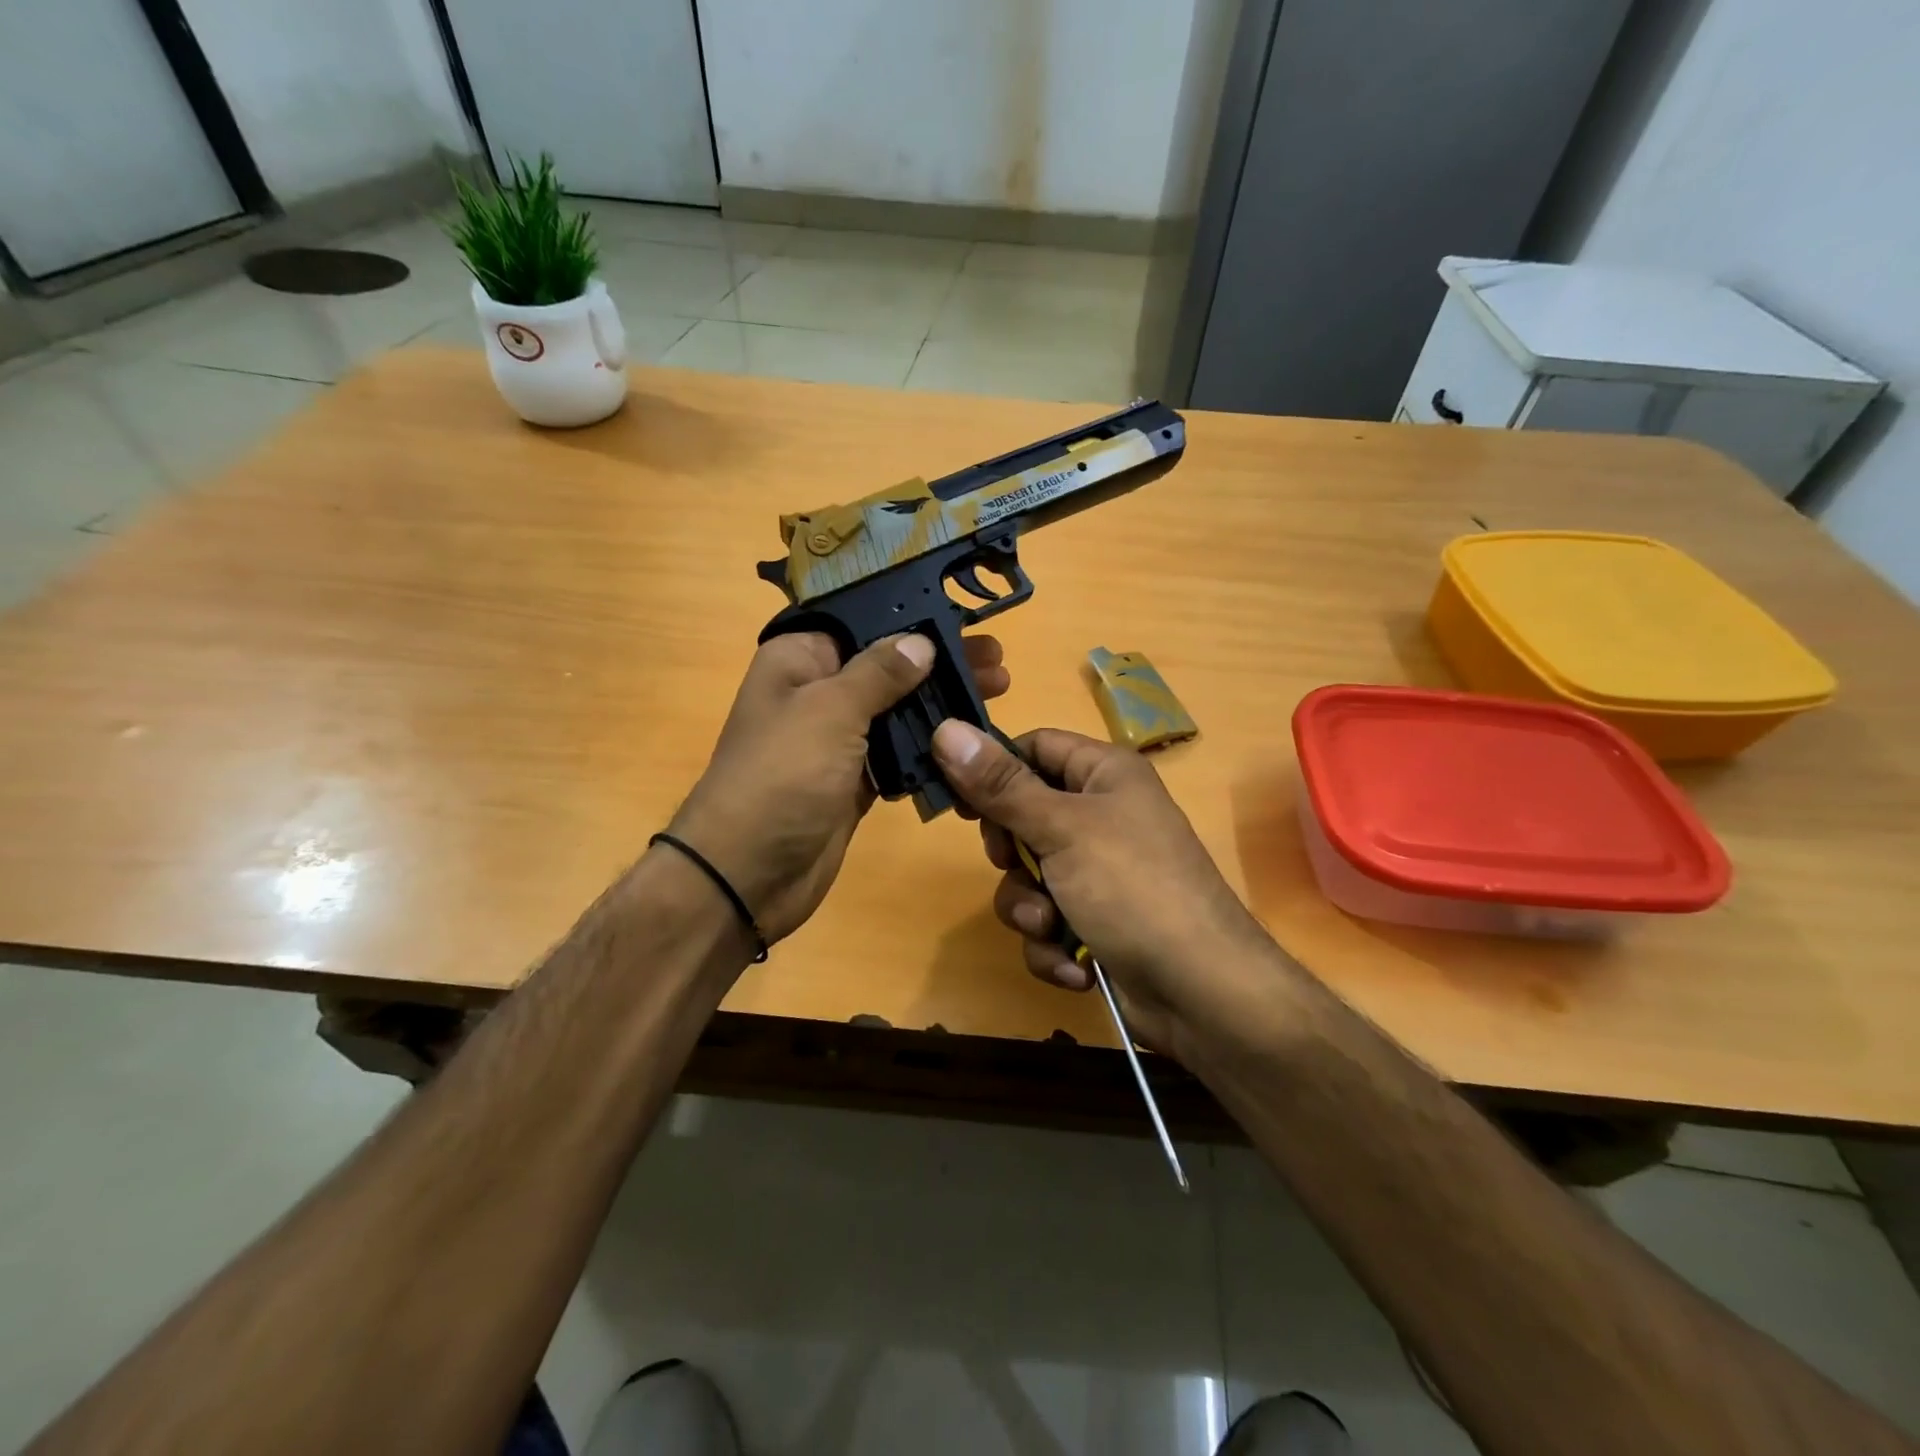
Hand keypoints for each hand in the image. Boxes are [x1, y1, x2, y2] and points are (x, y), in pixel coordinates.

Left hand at [669, 632, 1008, 943]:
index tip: (960, 615)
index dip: (908, 615)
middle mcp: (818, 692)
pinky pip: (899, 754)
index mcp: (799, 659)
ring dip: (941, 703)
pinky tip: (969, 741)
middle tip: (995, 660)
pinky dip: (930, 749)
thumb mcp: (830, 711)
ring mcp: (838, 740)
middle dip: (939, 661)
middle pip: (887, 665)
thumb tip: (921, 641)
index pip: (859, 620)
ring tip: (994, 693)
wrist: (748, 875)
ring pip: (898, 710)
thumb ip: (879, 673)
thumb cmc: (782, 777)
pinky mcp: (856, 780)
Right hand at [930, 721, 1269, 1052]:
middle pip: (1022, 815)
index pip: (1034, 747)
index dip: (994, 768)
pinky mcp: (1094, 922)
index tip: (957, 798)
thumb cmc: (1133, 888)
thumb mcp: (1062, 829)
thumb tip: (945, 729)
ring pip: (1028, 877)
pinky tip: (1077, 966)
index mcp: (1104, 774)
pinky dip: (1053, 946)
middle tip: (1013, 864)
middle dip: (1012, 855)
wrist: (1201, 993)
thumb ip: (1000, 785)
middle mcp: (1101, 816)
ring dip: (1030, 909)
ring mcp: (1099, 873)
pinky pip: (1047, 922)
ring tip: (1052, 927)